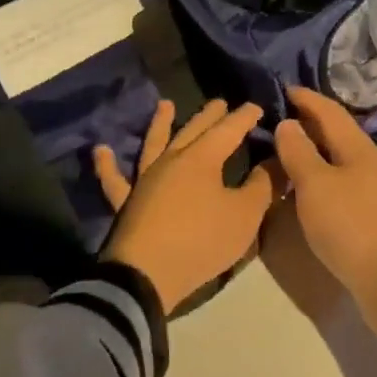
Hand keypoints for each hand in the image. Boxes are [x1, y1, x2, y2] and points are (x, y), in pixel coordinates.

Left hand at [94, 99, 273, 312]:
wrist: (148, 275)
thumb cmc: (201, 241)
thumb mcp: (245, 215)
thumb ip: (263, 185)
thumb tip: (277, 159)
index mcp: (203, 159)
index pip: (229, 130)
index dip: (244, 117)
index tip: (257, 107)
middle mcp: (172, 160)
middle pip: (193, 130)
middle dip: (210, 115)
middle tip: (219, 102)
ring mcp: (145, 179)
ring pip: (154, 144)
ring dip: (161, 124)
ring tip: (165, 105)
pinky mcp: (127, 202)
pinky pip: (114, 180)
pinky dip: (106, 165)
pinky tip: (100, 150)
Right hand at [271, 86, 376, 305]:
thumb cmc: (352, 226)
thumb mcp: (316, 185)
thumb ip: (299, 153)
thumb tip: (288, 123)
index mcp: (359, 149)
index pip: (330, 112)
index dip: (307, 98)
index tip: (283, 88)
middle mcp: (372, 165)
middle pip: (339, 135)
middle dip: (311, 124)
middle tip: (279, 120)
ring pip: (342, 163)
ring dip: (316, 154)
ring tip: (288, 156)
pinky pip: (344, 187)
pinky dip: (323, 181)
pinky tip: (310, 195)